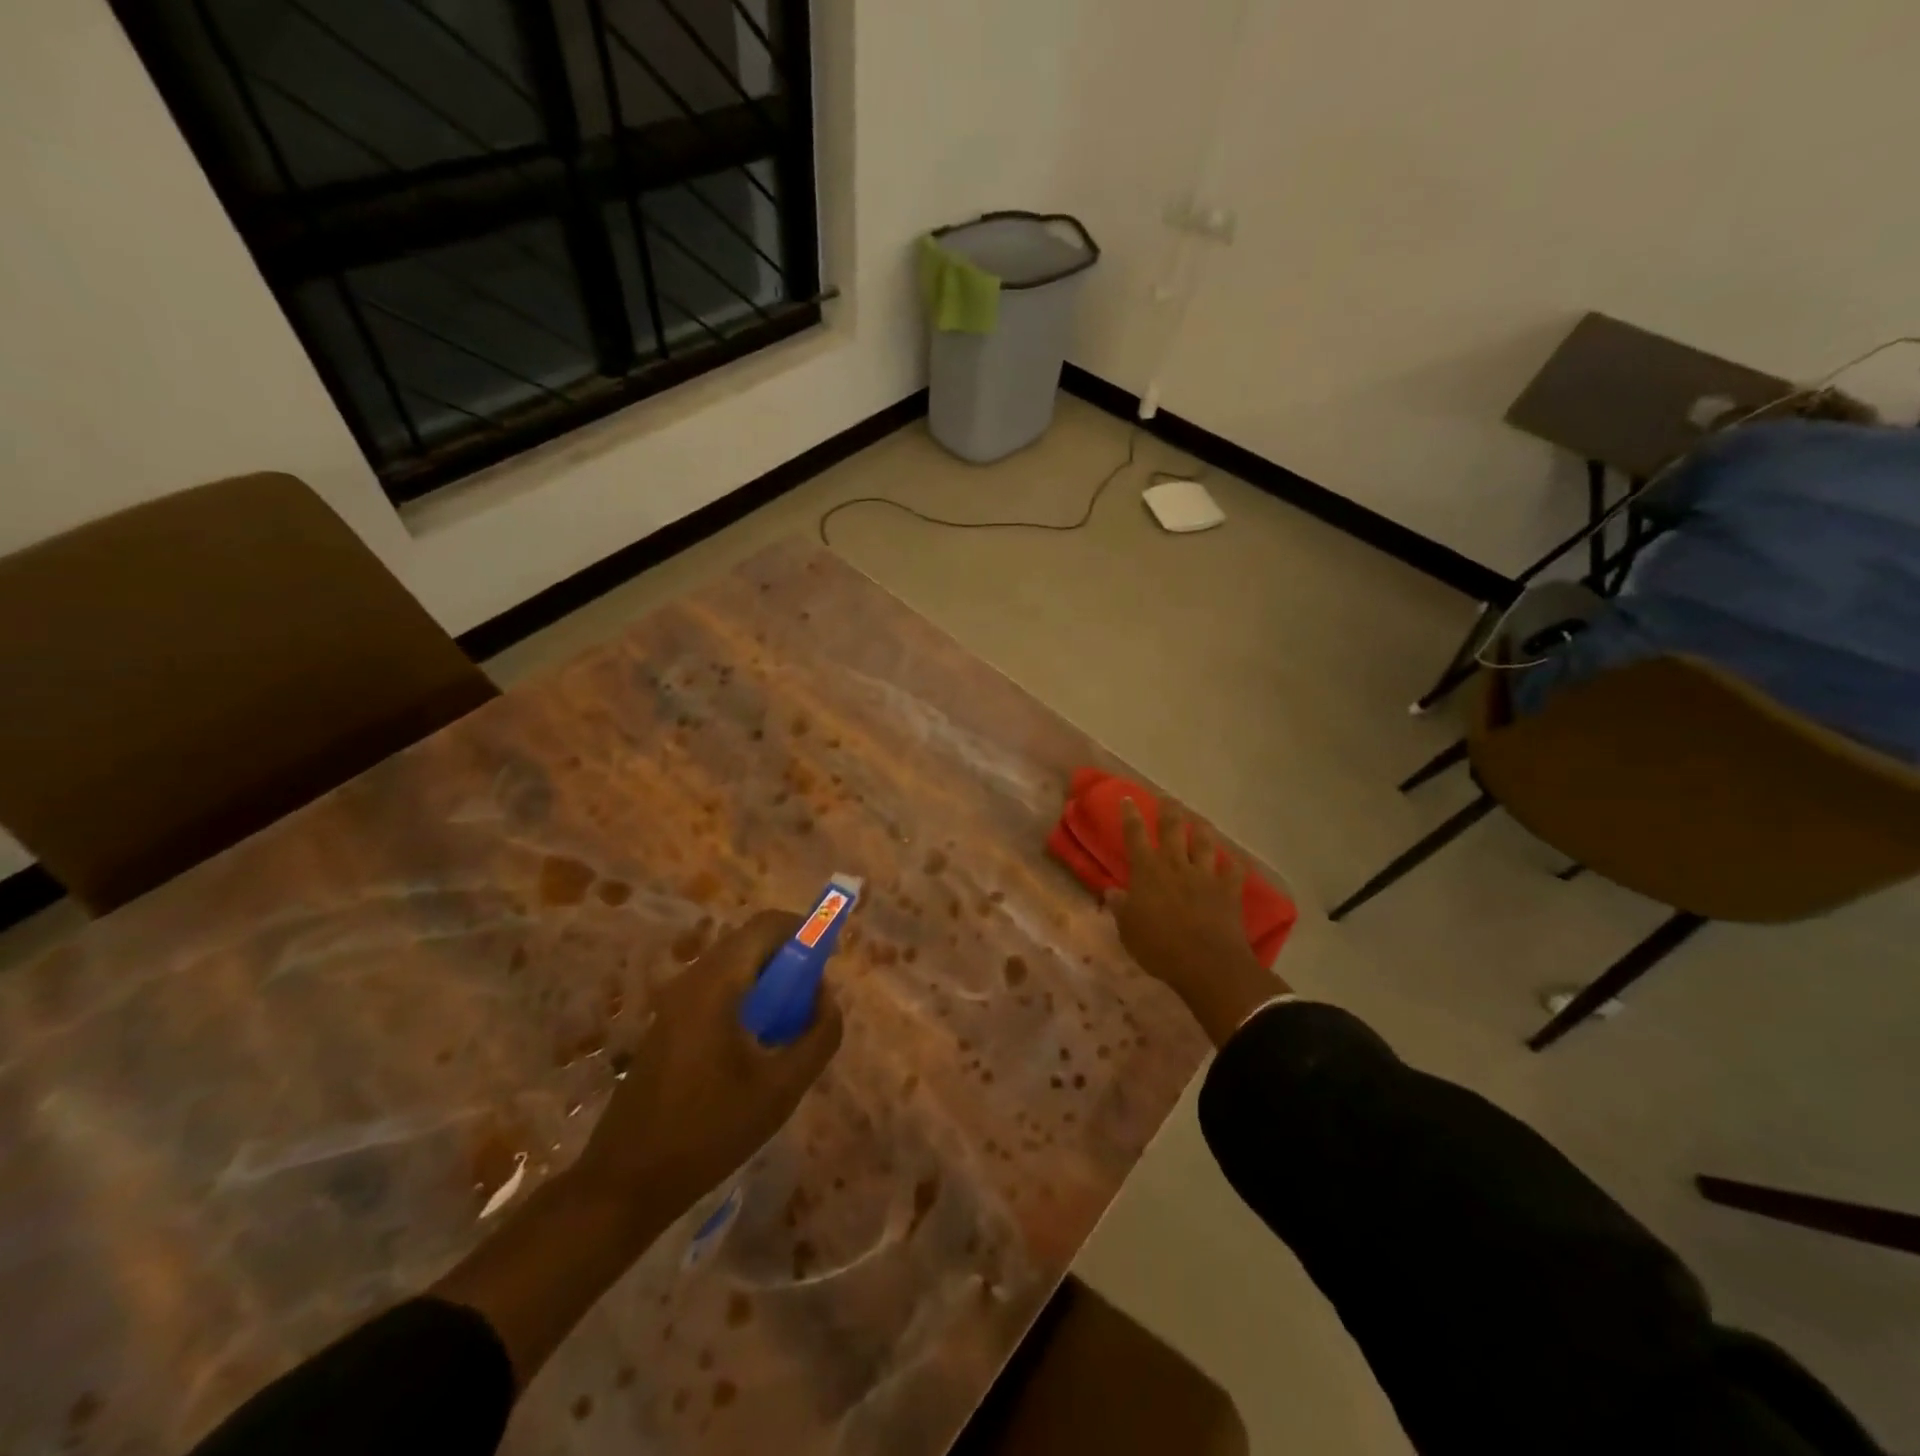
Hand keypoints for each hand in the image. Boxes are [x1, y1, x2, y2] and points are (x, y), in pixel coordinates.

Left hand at [574, 909, 843, 1225]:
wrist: (626, 1182)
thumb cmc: (709, 1130)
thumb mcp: (782, 1087)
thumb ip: (818, 1035)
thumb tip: (827, 998)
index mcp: (717, 982)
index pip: (769, 925)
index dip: (806, 932)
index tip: (830, 962)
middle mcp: (692, 979)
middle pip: (752, 943)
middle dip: (791, 963)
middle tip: (811, 1006)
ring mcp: (675, 1001)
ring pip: (736, 968)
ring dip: (770, 985)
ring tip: (787, 1033)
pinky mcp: (668, 1024)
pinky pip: (719, 991)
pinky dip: (747, 1002)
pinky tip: (755, 1051)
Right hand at [1105, 799, 1283, 1044]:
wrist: (1206, 963)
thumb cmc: (1159, 946)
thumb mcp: (1128, 929)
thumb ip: (1120, 907)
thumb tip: (1111, 891)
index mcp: (1147, 871)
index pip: (1135, 835)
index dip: (1130, 815)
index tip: (1128, 798)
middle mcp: (1176, 865)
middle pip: (1172, 829)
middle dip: (1168, 811)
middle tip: (1167, 799)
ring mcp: (1205, 875)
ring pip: (1204, 843)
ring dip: (1201, 829)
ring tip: (1200, 821)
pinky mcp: (1229, 891)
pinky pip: (1234, 871)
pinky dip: (1233, 864)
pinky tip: (1234, 860)